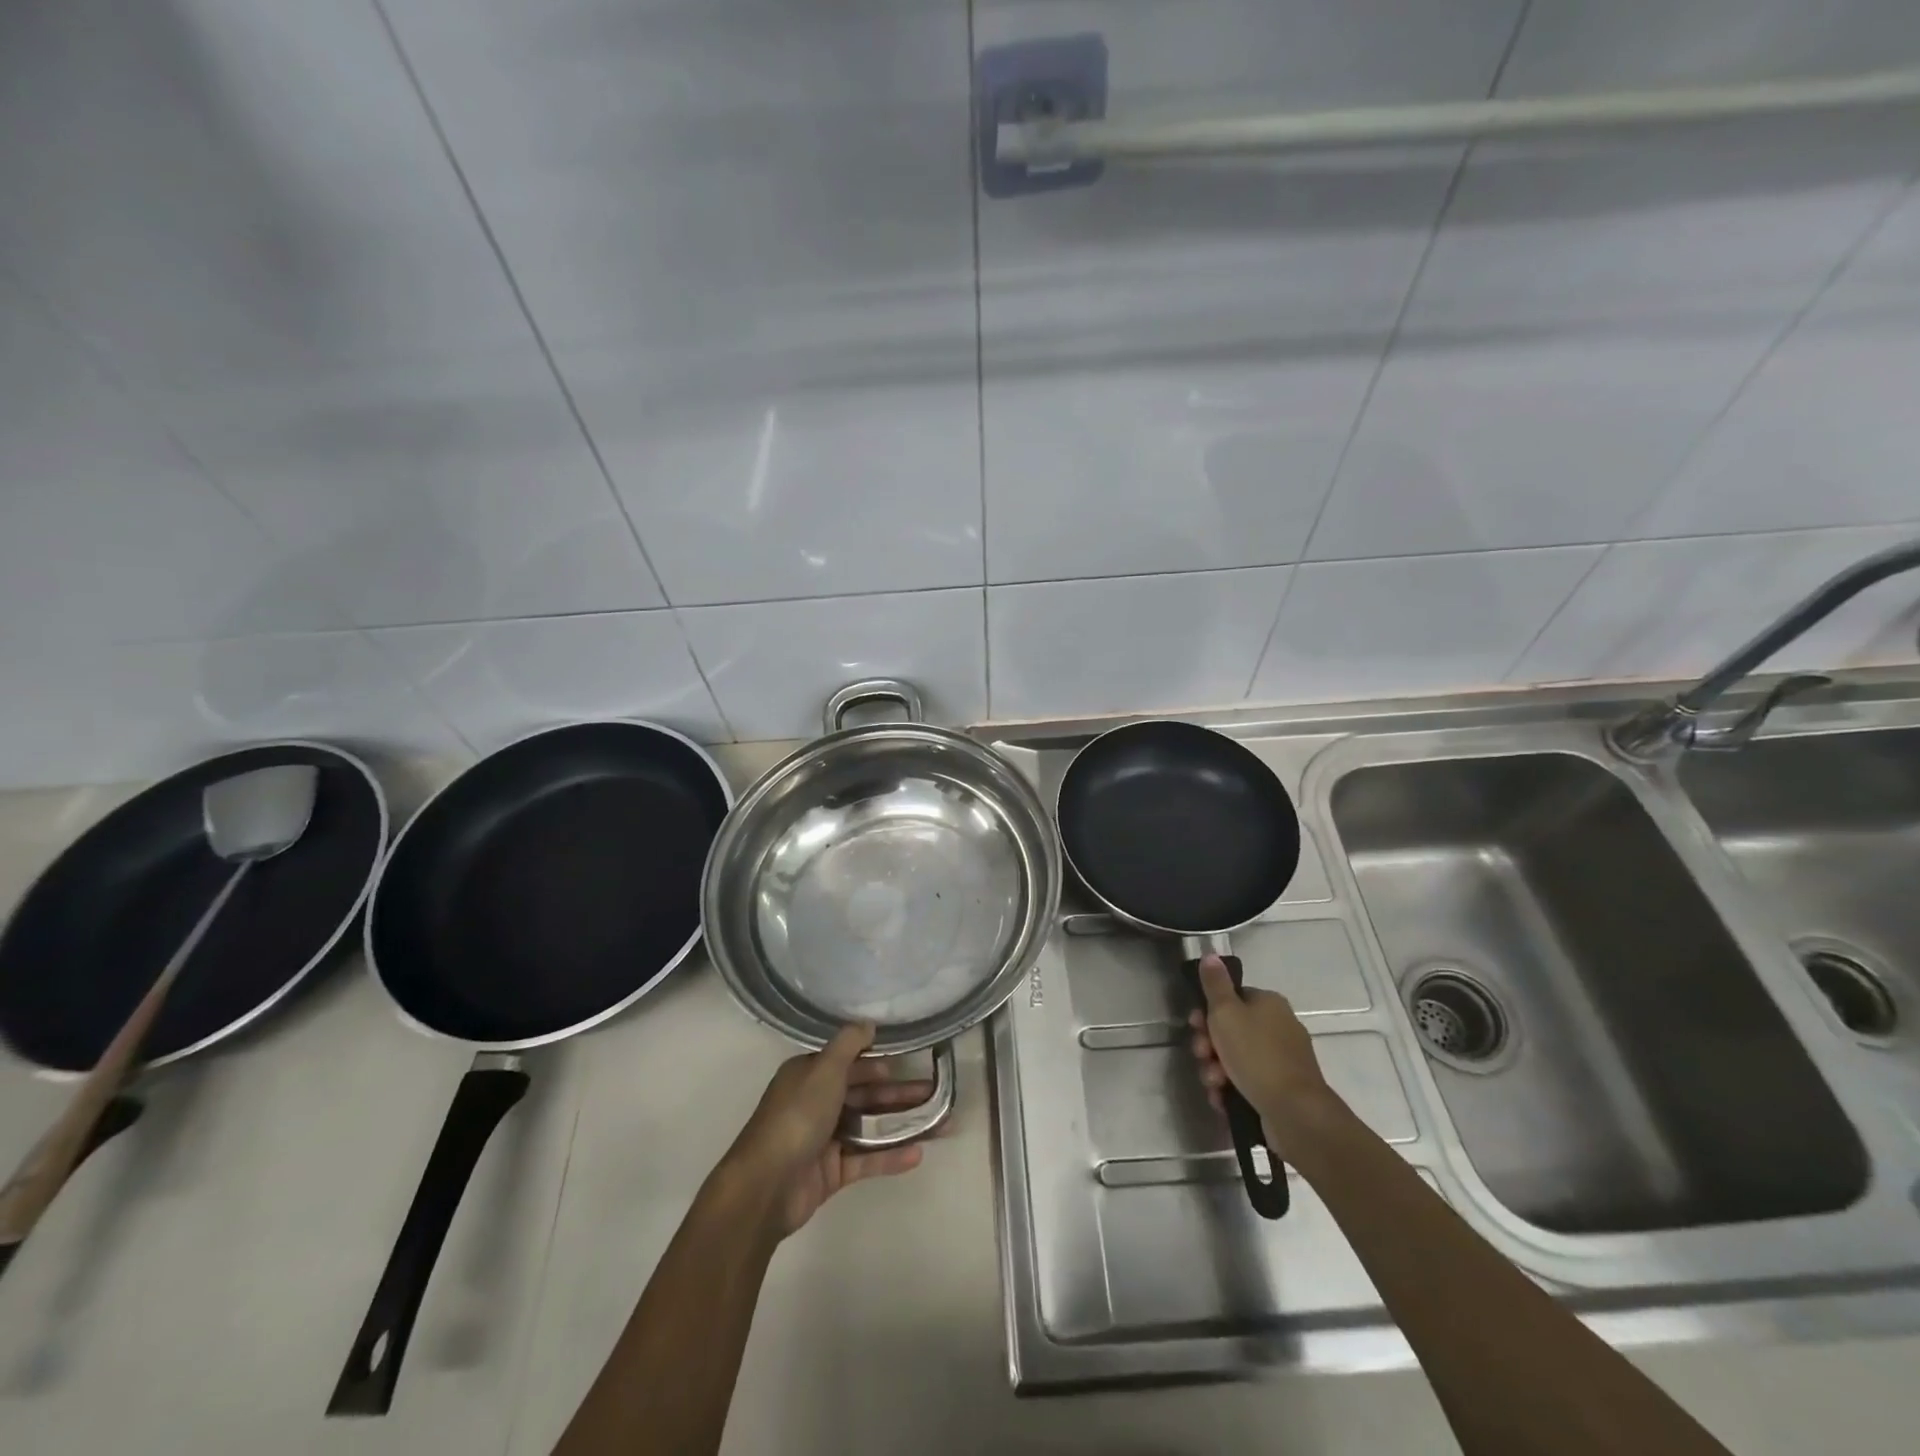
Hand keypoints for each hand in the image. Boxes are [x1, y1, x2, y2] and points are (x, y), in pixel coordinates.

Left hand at [721, 1023, 930, 1238]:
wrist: (766, 1186)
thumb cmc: (797, 1117)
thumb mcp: (824, 1069)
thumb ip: (849, 1044)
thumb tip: (869, 1023)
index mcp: (809, 1076)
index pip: (850, 1063)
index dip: (879, 1062)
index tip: (910, 1062)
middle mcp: (817, 1103)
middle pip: (864, 1094)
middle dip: (899, 1094)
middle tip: (934, 1093)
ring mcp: (825, 1139)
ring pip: (870, 1127)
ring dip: (902, 1124)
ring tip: (940, 1124)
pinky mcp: (832, 1172)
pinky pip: (866, 1159)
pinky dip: (890, 1156)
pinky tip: (918, 1154)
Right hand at [1188, 955, 1336, 1142]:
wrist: (1294, 1112)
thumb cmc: (1256, 1055)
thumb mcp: (1226, 1013)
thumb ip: (1215, 984)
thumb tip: (1211, 954)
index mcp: (1269, 1003)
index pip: (1232, 998)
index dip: (1207, 1012)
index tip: (1195, 1025)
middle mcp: (1279, 1026)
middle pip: (1231, 1029)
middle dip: (1209, 1045)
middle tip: (1202, 1055)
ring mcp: (1282, 1059)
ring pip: (1235, 1058)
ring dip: (1215, 1069)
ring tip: (1213, 1083)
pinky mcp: (1281, 1088)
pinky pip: (1247, 1080)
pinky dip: (1231, 1088)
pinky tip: (1222, 1098)